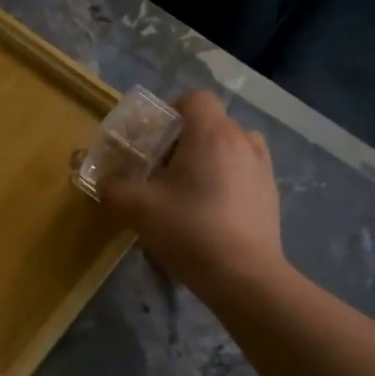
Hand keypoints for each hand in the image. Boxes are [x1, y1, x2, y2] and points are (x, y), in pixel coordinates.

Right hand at [100, 90, 283, 292]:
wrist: (244, 276)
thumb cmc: (189, 231)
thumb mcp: (138, 208)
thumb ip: (113, 188)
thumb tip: (103, 181)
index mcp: (211, 133)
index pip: (194, 98)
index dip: (170, 111)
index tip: (153, 139)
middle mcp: (242, 140)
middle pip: (211, 123)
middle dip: (185, 140)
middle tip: (162, 170)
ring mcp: (262, 167)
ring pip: (231, 146)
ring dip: (210, 158)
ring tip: (190, 188)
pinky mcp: (271, 194)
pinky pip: (245, 171)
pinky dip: (228, 179)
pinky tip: (211, 211)